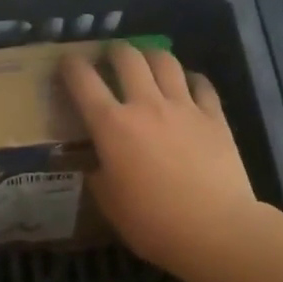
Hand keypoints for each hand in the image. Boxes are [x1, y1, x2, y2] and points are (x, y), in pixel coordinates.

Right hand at [60, 43, 259, 275]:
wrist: (215, 229)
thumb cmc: (152, 222)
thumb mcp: (108, 203)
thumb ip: (97, 174)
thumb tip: (95, 163)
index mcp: (111, 125)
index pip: (83, 81)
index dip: (71, 66)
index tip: (67, 63)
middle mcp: (145, 105)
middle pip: (127, 58)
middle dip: (114, 51)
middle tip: (110, 58)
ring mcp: (184, 107)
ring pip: (165, 61)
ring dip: (150, 55)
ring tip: (146, 61)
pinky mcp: (214, 117)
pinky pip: (201, 84)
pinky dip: (190, 78)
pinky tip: (187, 83)